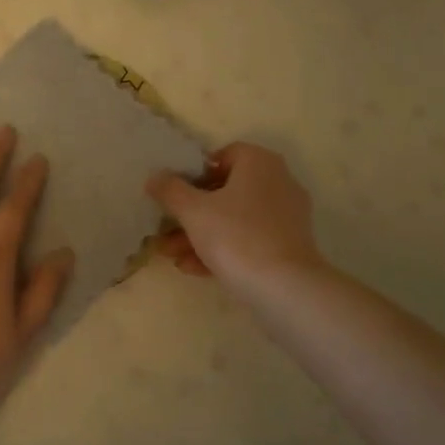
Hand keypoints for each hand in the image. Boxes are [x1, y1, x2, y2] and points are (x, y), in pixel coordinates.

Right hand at [147, 142, 326, 295]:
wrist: (285, 289)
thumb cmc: (236, 236)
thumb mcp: (193, 211)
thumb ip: (170, 190)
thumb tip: (155, 176)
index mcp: (259, 163)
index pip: (223, 156)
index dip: (195, 174)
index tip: (175, 194)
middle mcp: (278, 182)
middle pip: (225, 192)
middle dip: (191, 214)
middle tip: (165, 231)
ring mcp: (286, 216)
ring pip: (234, 220)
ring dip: (201, 235)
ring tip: (171, 255)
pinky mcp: (289, 246)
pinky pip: (249, 240)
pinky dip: (223, 250)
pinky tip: (193, 269)